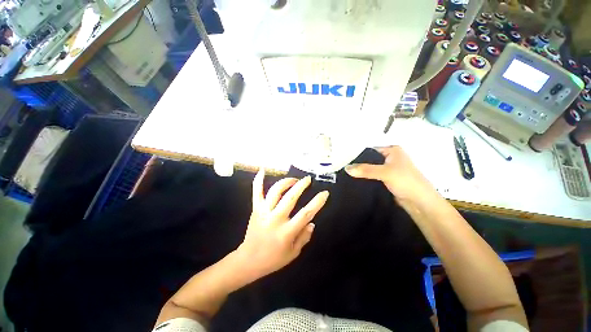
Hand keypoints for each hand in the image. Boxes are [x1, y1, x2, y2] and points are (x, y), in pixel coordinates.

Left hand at [236, 169, 328, 280]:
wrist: (249, 260)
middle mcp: (275, 219)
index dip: (317, 202)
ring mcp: (264, 212)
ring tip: (294, 179)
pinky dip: (258, 180)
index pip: (306, 213)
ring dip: (286, 182)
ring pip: (276, 191)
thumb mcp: (294, 253)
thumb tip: (312, 222)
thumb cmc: (273, 259)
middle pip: (291, 197)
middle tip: (308, 179)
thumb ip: (305, 237)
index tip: (325, 193)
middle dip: (301, 185)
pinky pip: (257, 192)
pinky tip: (262, 170)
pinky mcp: (256, 209)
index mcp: (287, 232)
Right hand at [345, 146, 438, 205]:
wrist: (419, 203)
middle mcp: (390, 158)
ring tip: (345, 173)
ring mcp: (388, 170)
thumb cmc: (406, 182)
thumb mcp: (385, 172)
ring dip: (361, 172)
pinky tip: (354, 180)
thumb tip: (346, 168)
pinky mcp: (386, 180)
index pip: (370, 149)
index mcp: (392, 150)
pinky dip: (364, 178)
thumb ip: (365, 170)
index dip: (357, 154)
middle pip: (369, 159)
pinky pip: (372, 177)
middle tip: (343, 167)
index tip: (344, 159)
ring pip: (370, 169)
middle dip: (357, 164)